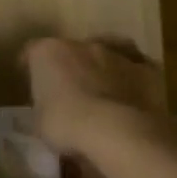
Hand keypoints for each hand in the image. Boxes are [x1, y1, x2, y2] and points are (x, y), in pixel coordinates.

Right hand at [22, 37, 176, 167]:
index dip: (29, 67)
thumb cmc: (66, 126)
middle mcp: (82, 45)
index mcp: (48, 53)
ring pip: (105, 55)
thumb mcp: (39, 122)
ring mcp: (116, 54)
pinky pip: (137, 68)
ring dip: (100, 70)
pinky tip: (130, 94)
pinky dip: (132, 78)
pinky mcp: (147, 70)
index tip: (30, 82)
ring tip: (100, 92)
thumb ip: (44, 108)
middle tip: (67, 92)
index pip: (31, 52)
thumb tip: (52, 112)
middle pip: (70, 51)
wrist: (118, 132)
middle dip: (68, 68)